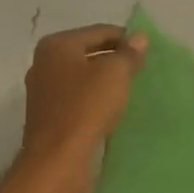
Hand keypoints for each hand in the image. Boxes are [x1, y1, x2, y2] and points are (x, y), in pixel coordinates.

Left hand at [14, 23, 148, 192]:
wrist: (57, 161)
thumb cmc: (85, 108)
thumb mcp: (114, 74)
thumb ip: (128, 53)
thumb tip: (139, 36)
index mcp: (57, 45)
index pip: (99, 32)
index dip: (126, 39)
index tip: (149, 52)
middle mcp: (45, 63)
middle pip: (89, 53)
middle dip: (116, 60)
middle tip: (143, 71)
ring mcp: (44, 91)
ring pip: (84, 78)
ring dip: (106, 82)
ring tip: (132, 91)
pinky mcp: (49, 116)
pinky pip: (78, 99)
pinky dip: (96, 100)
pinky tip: (114, 110)